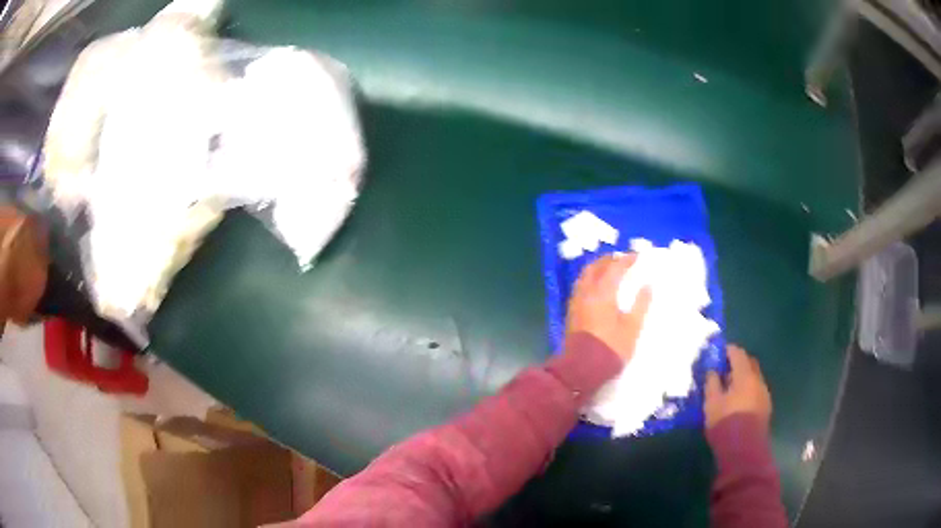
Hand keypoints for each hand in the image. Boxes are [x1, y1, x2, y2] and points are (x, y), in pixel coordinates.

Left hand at [565, 253, 650, 362]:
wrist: (582, 368)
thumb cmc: (611, 348)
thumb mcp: (633, 327)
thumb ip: (641, 304)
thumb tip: (648, 285)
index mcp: (603, 292)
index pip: (615, 268)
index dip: (627, 260)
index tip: (637, 256)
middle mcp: (587, 292)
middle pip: (596, 267)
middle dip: (609, 260)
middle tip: (622, 259)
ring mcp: (576, 301)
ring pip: (585, 276)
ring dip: (598, 268)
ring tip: (610, 269)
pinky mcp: (572, 311)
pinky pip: (581, 286)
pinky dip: (590, 279)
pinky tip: (597, 287)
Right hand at [704, 345, 771, 429]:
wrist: (744, 450)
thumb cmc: (725, 423)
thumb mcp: (711, 403)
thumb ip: (712, 384)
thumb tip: (712, 371)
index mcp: (745, 375)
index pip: (738, 353)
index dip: (727, 350)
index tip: (717, 353)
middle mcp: (758, 380)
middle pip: (749, 363)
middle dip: (738, 362)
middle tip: (724, 370)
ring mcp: (764, 393)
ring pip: (754, 377)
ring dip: (744, 378)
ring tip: (730, 388)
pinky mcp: (766, 407)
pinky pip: (756, 390)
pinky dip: (748, 389)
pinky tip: (739, 402)